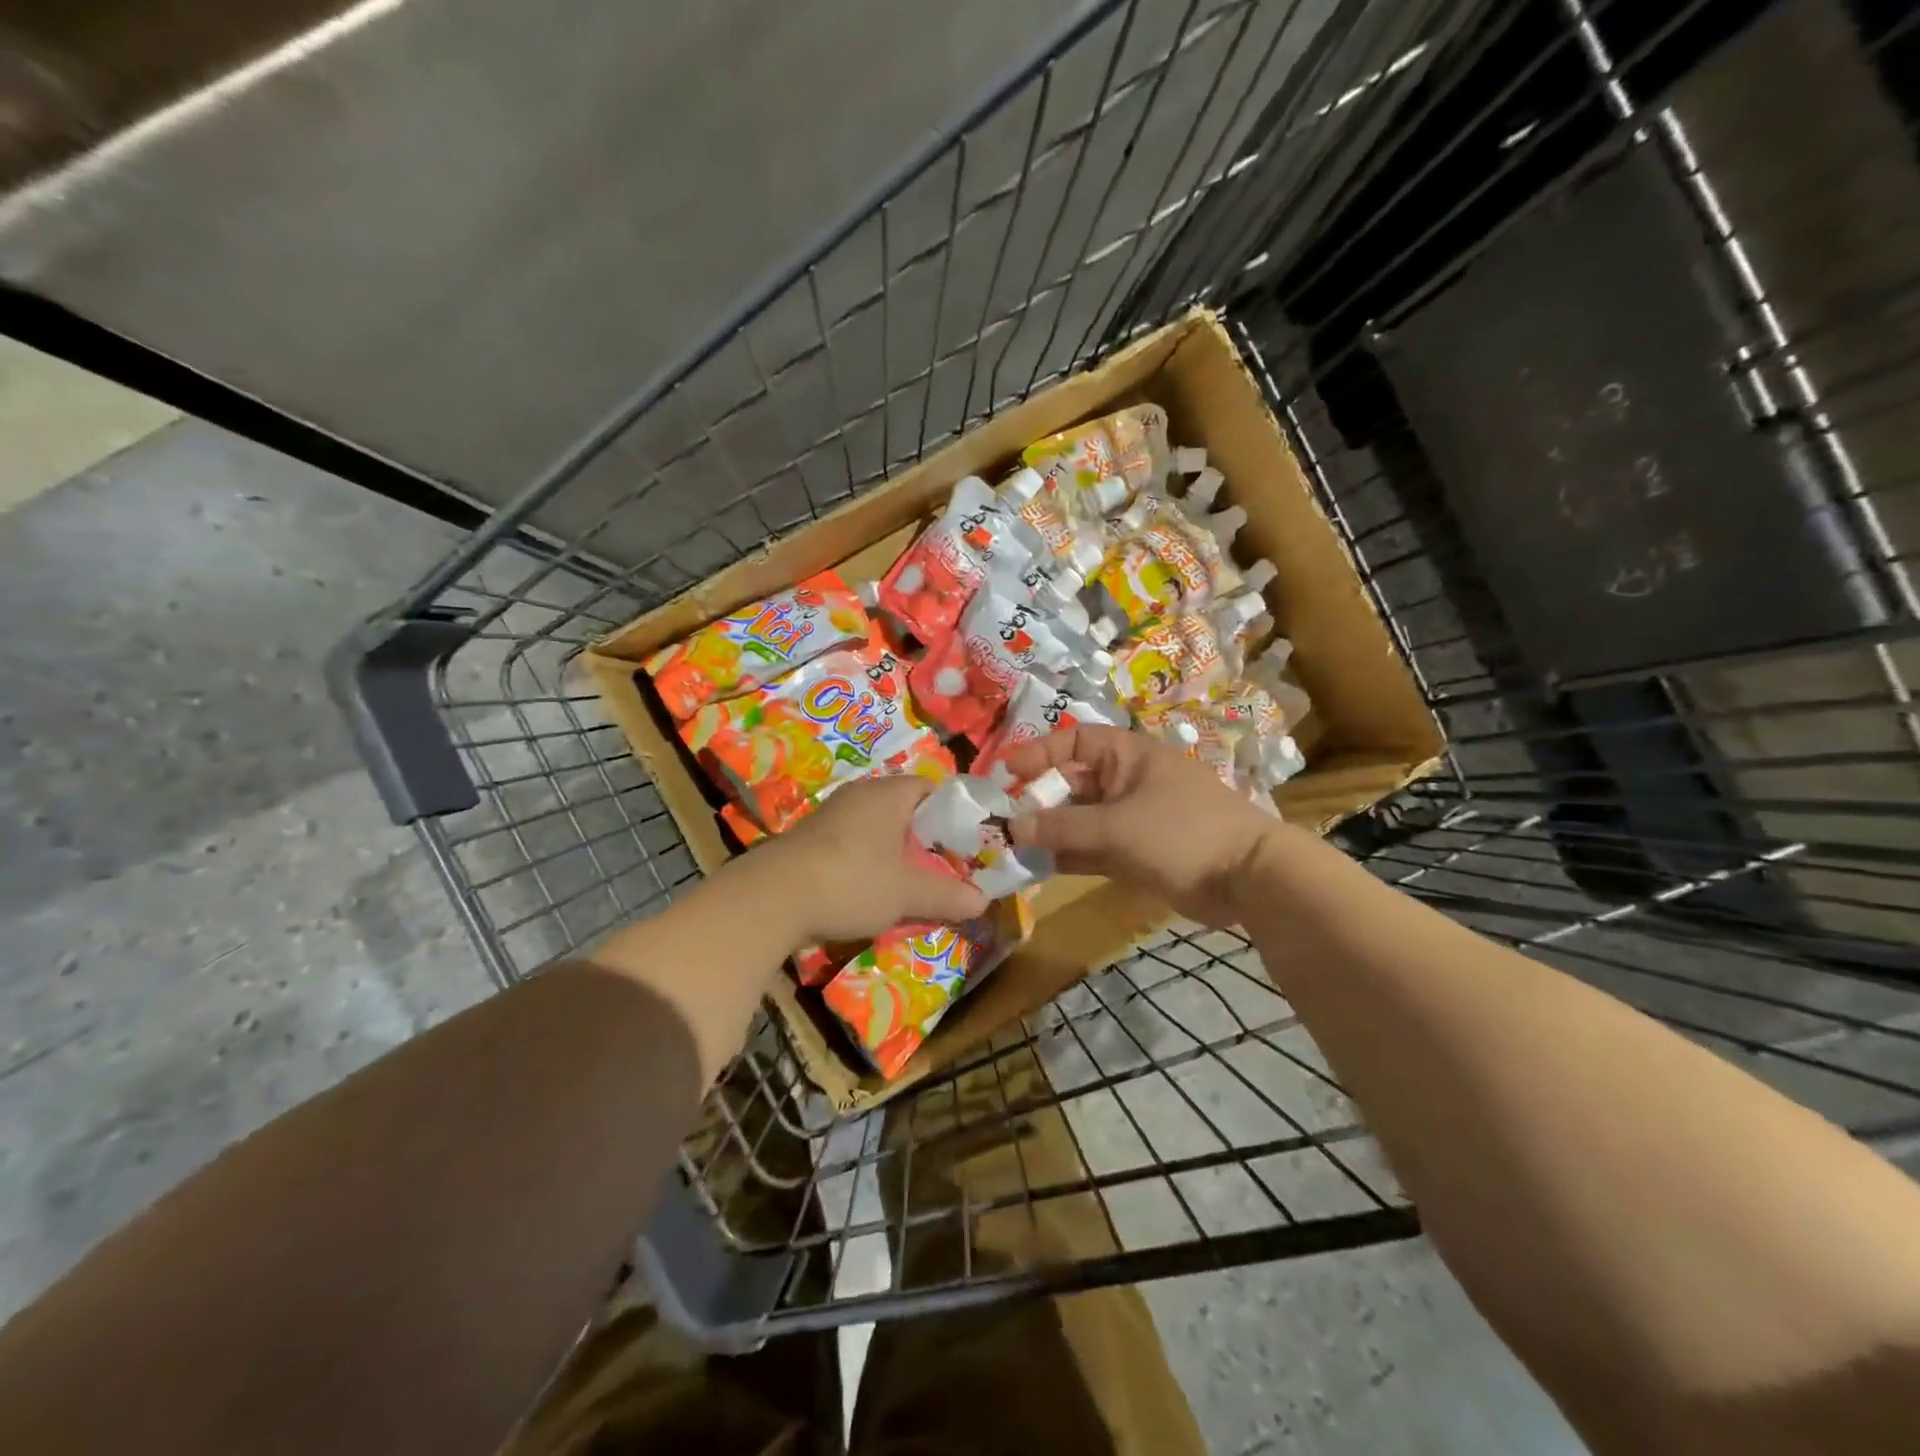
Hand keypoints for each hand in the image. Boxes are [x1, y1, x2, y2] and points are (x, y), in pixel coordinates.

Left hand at [752, 775, 989, 944]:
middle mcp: (859, 795)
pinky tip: (869, 892)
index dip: (953, 813)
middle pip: (904, 810)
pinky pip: (851, 845)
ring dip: (893, 854)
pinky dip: (866, 864)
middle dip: (924, 839)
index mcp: (888, 794)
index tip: (966, 842)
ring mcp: (830, 816)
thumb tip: (983, 902)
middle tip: (944, 867)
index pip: (931, 788)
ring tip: (910, 884)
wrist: (772, 898)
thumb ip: (947, 895)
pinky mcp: (809, 840)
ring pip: (876, 829)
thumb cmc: (852, 880)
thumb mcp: (907, 893)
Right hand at [1003, 725, 1280, 926]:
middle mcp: (1127, 781)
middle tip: (1004, 821)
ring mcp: (1132, 818)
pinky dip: (1069, 856)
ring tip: (1013, 848)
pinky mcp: (1137, 851)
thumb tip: (1013, 828)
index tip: (1007, 774)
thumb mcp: (1117, 827)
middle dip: (1039, 800)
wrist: (1249, 879)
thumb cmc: (1183, 833)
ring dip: (1050, 832)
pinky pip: (1093, 848)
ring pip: (1080, 819)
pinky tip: (1039, 868)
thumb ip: (1062, 828)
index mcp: (1128, 756)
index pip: (1074, 741)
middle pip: (1073, 783)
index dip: (1039, 752)